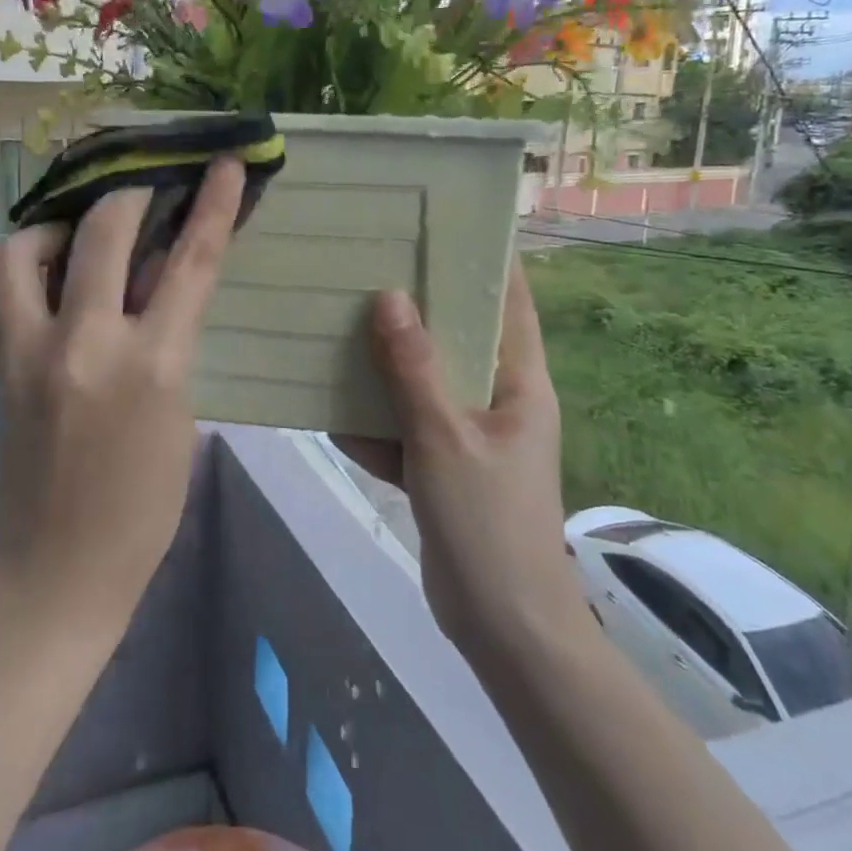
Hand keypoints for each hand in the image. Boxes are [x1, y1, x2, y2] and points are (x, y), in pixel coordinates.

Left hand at [0, 159, 243, 622]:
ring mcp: (30, 349)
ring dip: (61, 226)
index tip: (225, 164)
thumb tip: (156, 286)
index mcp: (154, 364)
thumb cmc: (143, 505)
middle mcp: (87, 342)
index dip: (213, 205)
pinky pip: (7, 286)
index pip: (190, 262)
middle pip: (106, 229)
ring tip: (83, 238)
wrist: (57, 567)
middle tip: (146, 193)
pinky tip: (56, 278)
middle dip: (132, 195)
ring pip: (27, 246)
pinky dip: (33, 264)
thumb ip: (169, 341)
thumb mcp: (180, 414)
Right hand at [337, 261, 572, 654]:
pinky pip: (406, 430)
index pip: (512, 303)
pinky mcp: (443, 469)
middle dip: (420, 307)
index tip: (448, 223)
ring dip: (388, 365)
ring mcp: (469, 436)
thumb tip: (390, 297)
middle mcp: (499, 401)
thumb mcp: (445, 440)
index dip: (488, 261)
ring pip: (426, 383)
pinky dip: (376, 422)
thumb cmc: (489, 524)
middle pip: (460, 338)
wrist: (502, 628)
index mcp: (520, 384)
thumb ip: (415, 370)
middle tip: (373, 266)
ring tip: (342, 323)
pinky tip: (331, 405)